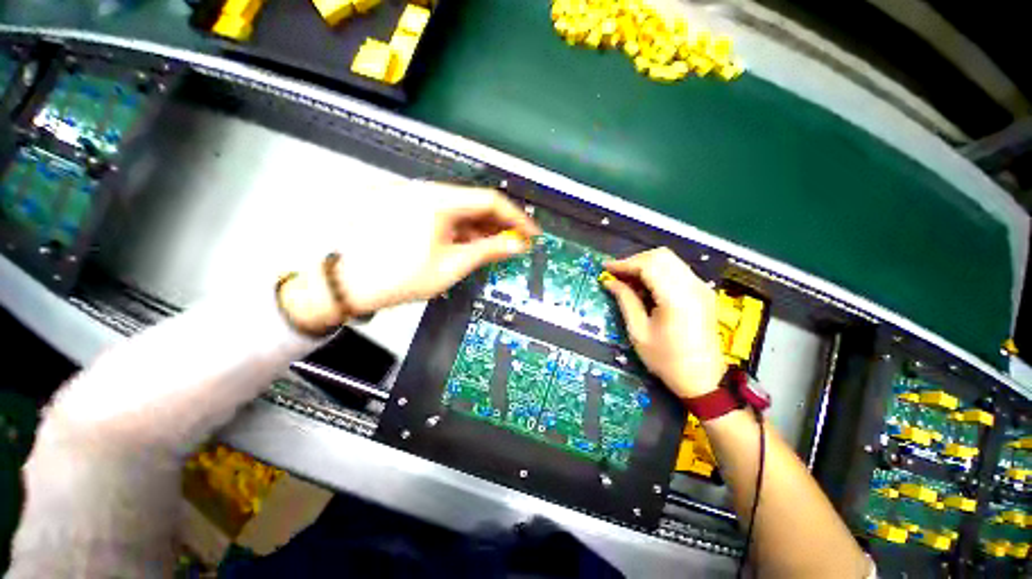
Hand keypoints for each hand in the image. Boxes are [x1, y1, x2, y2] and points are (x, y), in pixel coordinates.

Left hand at [283, 181, 540, 325]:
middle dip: (498, 224)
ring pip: (460, 209)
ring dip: (480, 228)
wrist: (349, 284)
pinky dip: (460, 229)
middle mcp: (427, 190)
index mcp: (439, 200)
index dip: (515, 217)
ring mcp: (414, 197)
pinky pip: (443, 213)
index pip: (490, 200)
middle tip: (514, 244)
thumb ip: (489, 250)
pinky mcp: (407, 207)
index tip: (531, 233)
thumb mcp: (452, 265)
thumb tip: (518, 244)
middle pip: (475, 202)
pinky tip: (468, 243)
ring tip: (494, 248)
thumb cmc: (402, 277)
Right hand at [601, 247, 725, 398]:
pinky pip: (678, 270)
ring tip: (628, 278)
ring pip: (670, 260)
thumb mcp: (639, 332)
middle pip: (661, 256)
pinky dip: (658, 271)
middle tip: (617, 274)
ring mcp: (702, 287)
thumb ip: (625, 301)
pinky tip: (646, 285)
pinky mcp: (703, 292)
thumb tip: (610, 282)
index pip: (648, 265)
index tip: (606, 268)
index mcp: (676, 298)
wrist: (703, 379)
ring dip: (646, 264)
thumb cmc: (666, 360)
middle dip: (635, 260)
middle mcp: (693, 286)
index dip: (624, 263)